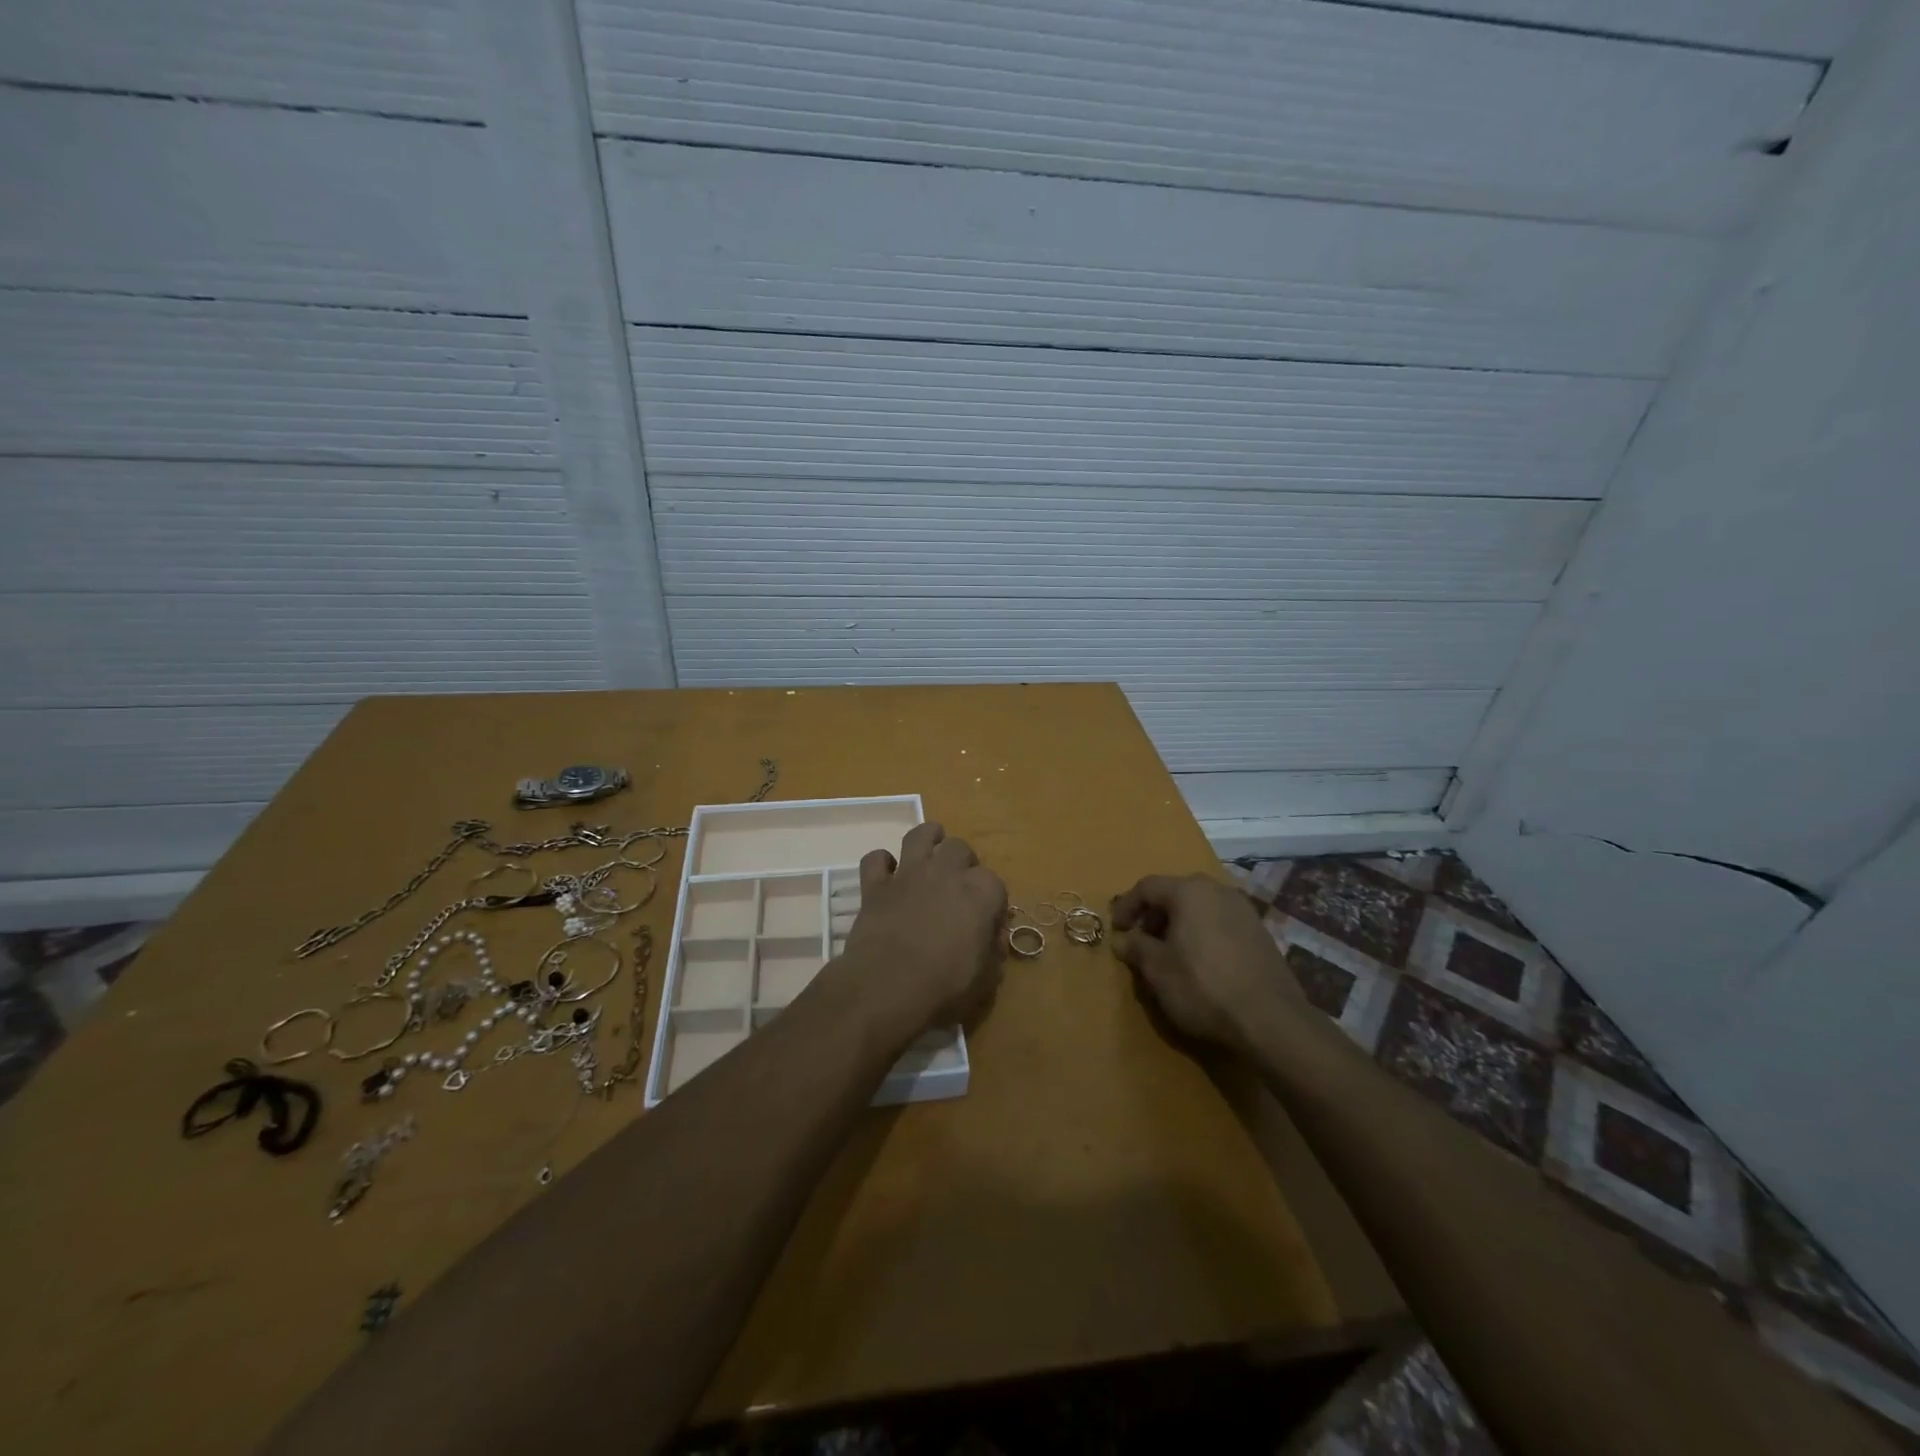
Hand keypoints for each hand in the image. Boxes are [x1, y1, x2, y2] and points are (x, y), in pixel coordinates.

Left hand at [841, 822, 1006, 1037]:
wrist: (886, 988)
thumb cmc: (944, 987)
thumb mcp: (986, 979)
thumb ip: (993, 952)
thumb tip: (992, 940)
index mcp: (981, 892)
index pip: (996, 883)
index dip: (993, 904)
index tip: (988, 925)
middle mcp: (946, 872)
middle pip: (960, 848)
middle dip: (963, 862)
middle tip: (958, 886)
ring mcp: (908, 874)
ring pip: (920, 835)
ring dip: (927, 838)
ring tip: (930, 849)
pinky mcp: (875, 885)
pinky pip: (875, 859)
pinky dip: (881, 863)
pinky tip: (886, 875)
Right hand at [1110, 873, 1305, 1051]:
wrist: (1270, 1019)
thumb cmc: (1203, 987)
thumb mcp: (1157, 970)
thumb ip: (1135, 948)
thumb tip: (1122, 939)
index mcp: (1189, 891)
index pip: (1147, 887)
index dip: (1127, 906)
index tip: (1117, 929)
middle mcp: (1218, 890)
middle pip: (1176, 892)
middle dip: (1154, 914)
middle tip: (1142, 939)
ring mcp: (1244, 909)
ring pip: (1201, 906)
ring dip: (1179, 923)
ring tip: (1170, 952)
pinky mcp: (1260, 931)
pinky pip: (1220, 921)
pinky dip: (1203, 932)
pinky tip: (1201, 961)